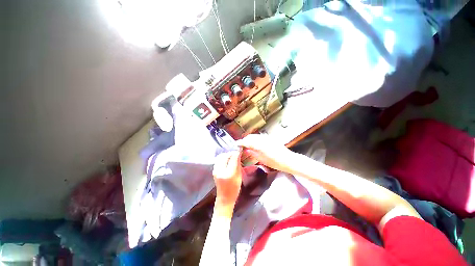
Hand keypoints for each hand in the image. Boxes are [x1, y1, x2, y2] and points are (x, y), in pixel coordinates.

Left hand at [212, 150, 242, 215]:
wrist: (225, 198)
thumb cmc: (234, 189)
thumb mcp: (239, 176)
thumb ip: (238, 164)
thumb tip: (238, 154)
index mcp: (228, 173)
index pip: (232, 158)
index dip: (236, 153)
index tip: (239, 151)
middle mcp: (220, 170)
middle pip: (225, 156)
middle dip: (231, 153)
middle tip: (236, 153)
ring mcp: (215, 170)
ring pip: (220, 157)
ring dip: (226, 155)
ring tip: (232, 156)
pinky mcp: (214, 170)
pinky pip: (218, 160)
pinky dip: (223, 158)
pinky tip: (227, 160)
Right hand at [237, 134, 295, 172]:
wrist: (288, 160)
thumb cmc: (275, 162)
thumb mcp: (262, 159)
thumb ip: (253, 153)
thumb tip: (246, 149)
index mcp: (259, 145)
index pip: (246, 141)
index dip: (240, 142)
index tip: (236, 145)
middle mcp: (262, 139)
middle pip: (250, 137)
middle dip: (245, 140)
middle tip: (242, 146)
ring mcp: (266, 137)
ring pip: (255, 136)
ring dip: (250, 139)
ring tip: (248, 146)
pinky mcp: (270, 138)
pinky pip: (259, 137)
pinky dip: (255, 139)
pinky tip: (255, 145)